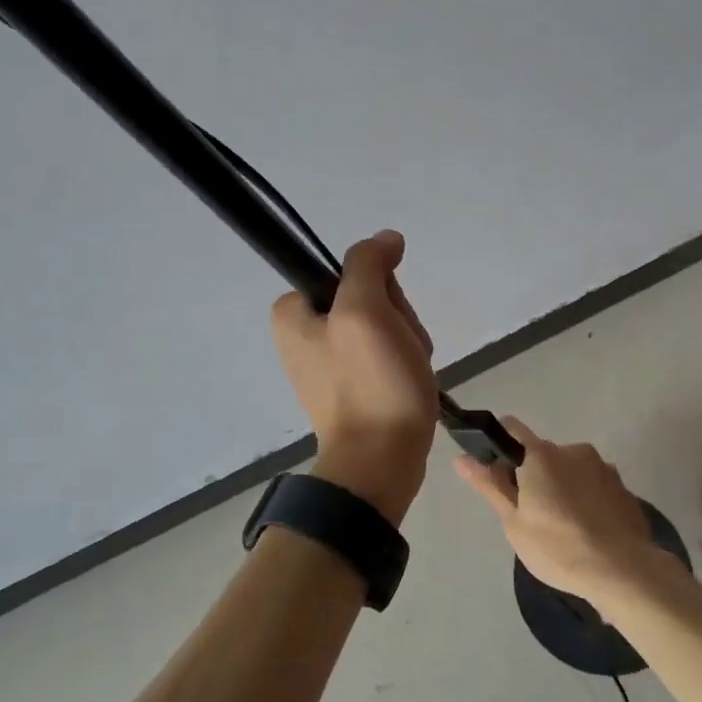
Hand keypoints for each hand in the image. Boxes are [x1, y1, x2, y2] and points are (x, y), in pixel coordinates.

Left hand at [271, 230, 436, 523]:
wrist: (380, 462)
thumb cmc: (370, 384)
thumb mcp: (364, 311)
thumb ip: (368, 265)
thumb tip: (386, 239)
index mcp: (292, 312)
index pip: (350, 271)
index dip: (378, 289)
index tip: (383, 317)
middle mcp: (304, 333)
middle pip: (369, 297)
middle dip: (396, 318)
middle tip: (397, 349)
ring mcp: (329, 361)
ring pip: (385, 325)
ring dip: (406, 341)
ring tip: (406, 370)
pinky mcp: (353, 385)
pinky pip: (386, 354)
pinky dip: (405, 363)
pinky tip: (409, 382)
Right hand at [455, 417, 670, 606]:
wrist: (624, 570)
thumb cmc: (558, 547)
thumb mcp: (514, 521)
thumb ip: (490, 485)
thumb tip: (462, 458)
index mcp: (540, 454)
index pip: (511, 429)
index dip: (499, 447)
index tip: (498, 476)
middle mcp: (572, 450)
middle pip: (543, 454)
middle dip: (534, 477)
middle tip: (531, 516)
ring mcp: (602, 467)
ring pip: (571, 471)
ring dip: (563, 488)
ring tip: (565, 530)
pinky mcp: (623, 487)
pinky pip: (594, 486)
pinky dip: (587, 501)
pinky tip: (589, 533)